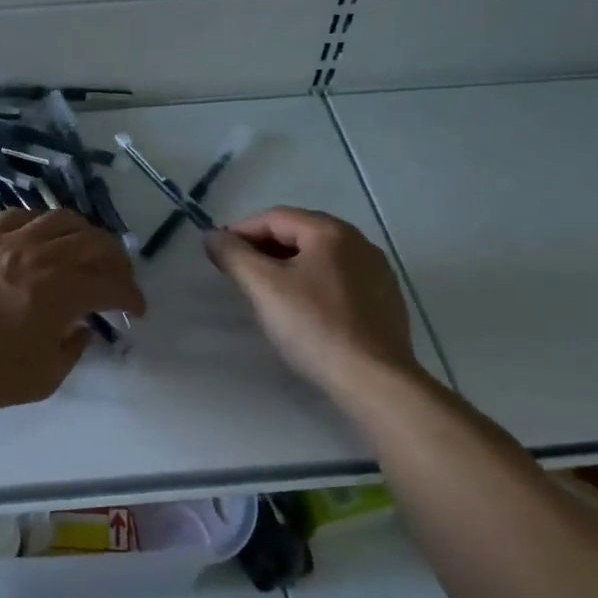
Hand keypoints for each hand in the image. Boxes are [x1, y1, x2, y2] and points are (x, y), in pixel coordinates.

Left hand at [0, 209, 145, 416]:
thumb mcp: (43, 379)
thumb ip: (73, 349)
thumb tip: (82, 328)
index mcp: (62, 291)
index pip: (113, 284)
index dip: (132, 296)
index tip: (136, 311)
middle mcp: (42, 255)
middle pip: (95, 242)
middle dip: (117, 261)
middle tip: (118, 279)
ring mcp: (10, 239)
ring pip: (62, 219)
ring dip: (85, 234)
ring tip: (86, 251)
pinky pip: (23, 215)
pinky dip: (43, 224)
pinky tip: (42, 238)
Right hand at [204, 207, 425, 398]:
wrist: (374, 380)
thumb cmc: (314, 327)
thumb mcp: (263, 288)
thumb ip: (234, 256)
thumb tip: (212, 236)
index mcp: (331, 232)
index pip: (275, 217)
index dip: (241, 230)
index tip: (218, 252)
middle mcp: (358, 242)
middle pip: (300, 233)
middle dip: (264, 247)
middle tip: (238, 271)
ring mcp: (377, 271)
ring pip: (320, 257)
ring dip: (287, 265)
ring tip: (265, 290)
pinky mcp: (385, 300)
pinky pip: (339, 279)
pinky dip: (313, 283)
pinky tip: (303, 309)